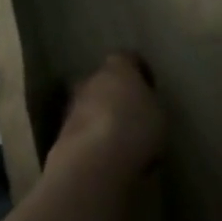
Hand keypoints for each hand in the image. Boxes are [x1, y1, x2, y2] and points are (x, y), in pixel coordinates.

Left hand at [48, 52, 165, 182]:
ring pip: (92, 107)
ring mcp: (73, 106)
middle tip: (134, 117)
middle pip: (106, 82)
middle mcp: (92, 79)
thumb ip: (150, 105)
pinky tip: (108, 159)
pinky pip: (84, 132)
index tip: (151, 90)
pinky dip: (94, 141)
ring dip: (104, 120)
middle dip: (118, 97)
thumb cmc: (134, 128)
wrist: (92, 162)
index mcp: (118, 66)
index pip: (130, 59)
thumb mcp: (159, 115)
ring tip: (122, 143)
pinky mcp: (62, 134)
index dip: (141, 73)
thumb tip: (144, 108)